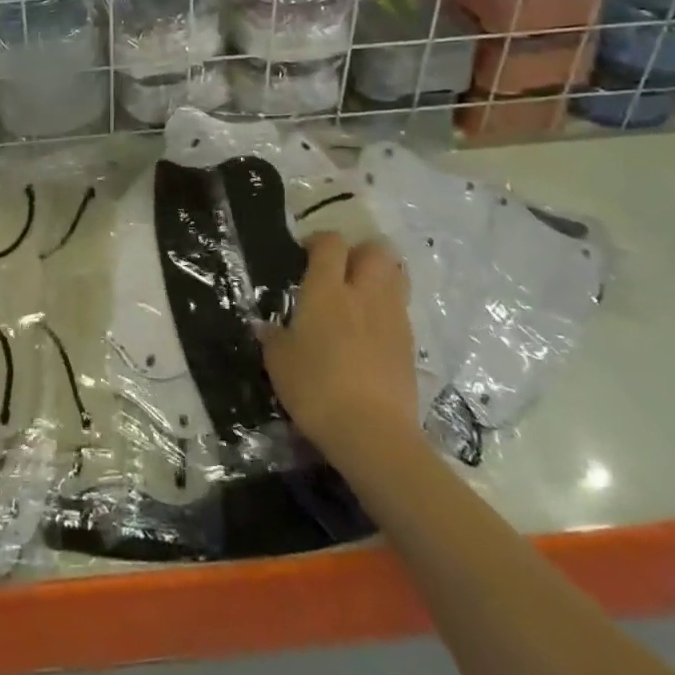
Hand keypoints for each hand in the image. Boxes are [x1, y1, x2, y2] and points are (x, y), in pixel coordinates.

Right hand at [261, 233, 418, 455]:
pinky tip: (371, 332)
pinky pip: (401, 310)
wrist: (372, 433)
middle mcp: (363, 294)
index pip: (331, 243)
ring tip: (360, 295)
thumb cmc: (315, 388)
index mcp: (326, 290)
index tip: (306, 254)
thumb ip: (272, 338)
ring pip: (396, 276)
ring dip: (380, 276)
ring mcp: (392, 318)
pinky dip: (388, 310)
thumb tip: (265, 327)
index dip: (319, 241)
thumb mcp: (279, 362)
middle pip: (375, 251)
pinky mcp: (410, 345)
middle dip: (360, 252)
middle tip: (341, 270)